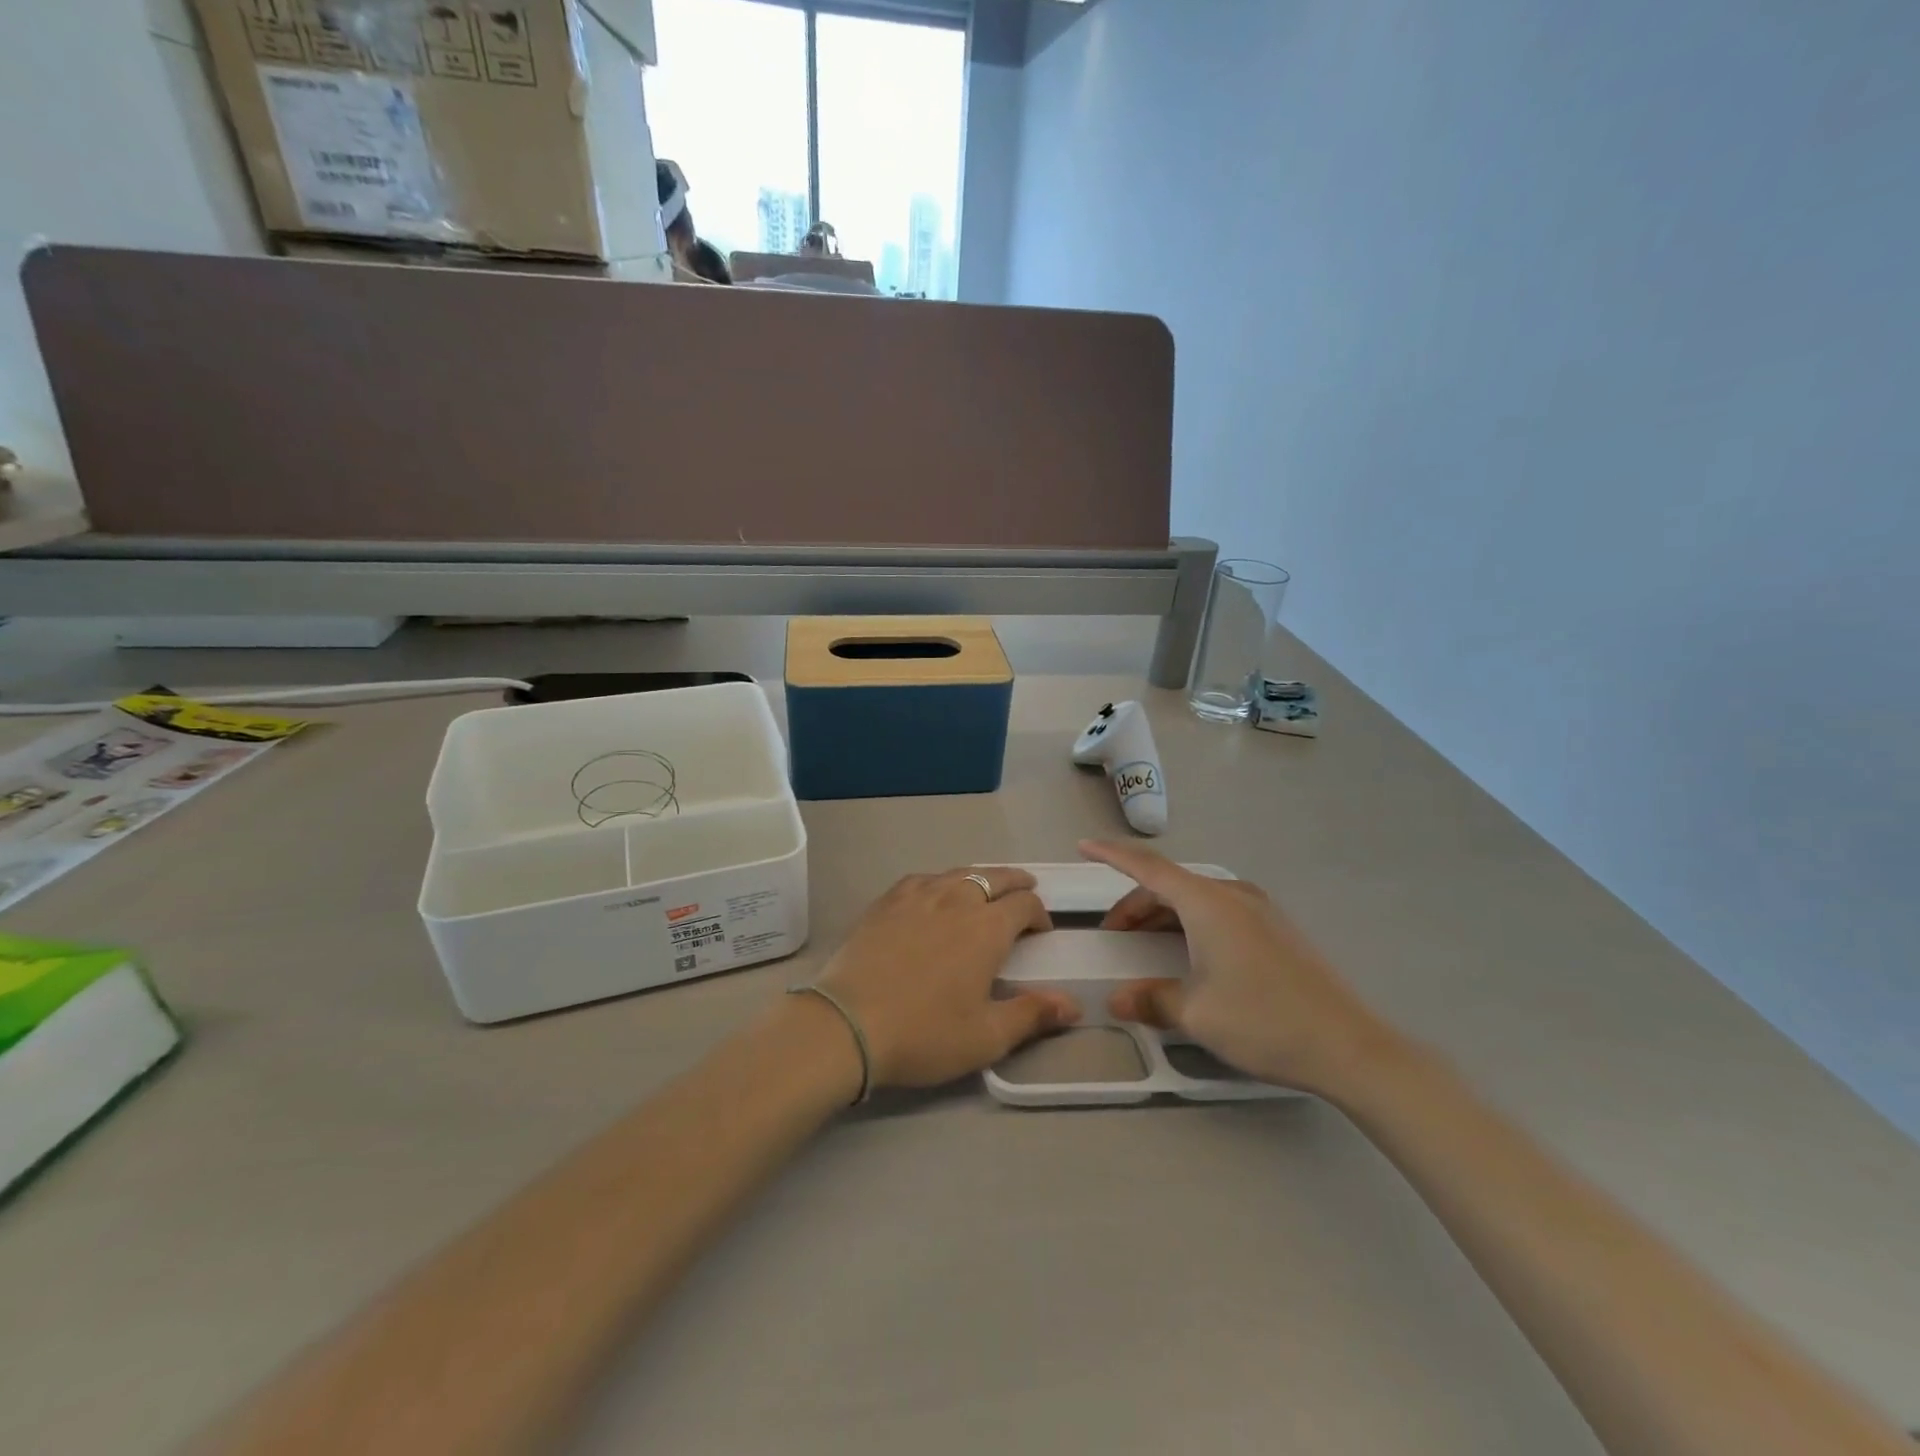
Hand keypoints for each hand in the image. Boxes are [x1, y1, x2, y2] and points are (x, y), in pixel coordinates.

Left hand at [816, 867, 1080, 1089]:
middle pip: (994, 878)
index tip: (1041, 931)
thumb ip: (1032, 1015)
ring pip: (957, 874)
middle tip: (1024, 890)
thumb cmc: (924, 1033)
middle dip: (1015, 882)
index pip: (1024, 904)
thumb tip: (1074, 1005)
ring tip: (983, 888)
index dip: (1039, 914)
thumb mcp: (986, 1036)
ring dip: (978, 878)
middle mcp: (956, 900)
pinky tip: (934, 892)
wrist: (846, 1024)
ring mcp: (916, 896)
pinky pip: (921, 879)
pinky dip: (939, 881)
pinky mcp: (885, 902)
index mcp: (986, 928)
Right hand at [1085, 840, 1394, 1095]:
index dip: (1112, 856)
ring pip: (1194, 899)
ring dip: (1163, 915)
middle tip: (1113, 935)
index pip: (1148, 868)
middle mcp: (1232, 895)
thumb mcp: (1196, 1014)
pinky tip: (1187, 952)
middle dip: (1135, 905)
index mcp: (1207, 903)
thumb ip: (1151, 999)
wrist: (1349, 1046)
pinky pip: (1218, 911)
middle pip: (1170, 885)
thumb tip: (1117, 1000)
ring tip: (1144, 945)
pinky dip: (1189, 922)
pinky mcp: (1275, 928)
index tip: (1084, 846)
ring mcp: (1259, 909)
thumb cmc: (1263, 1021)